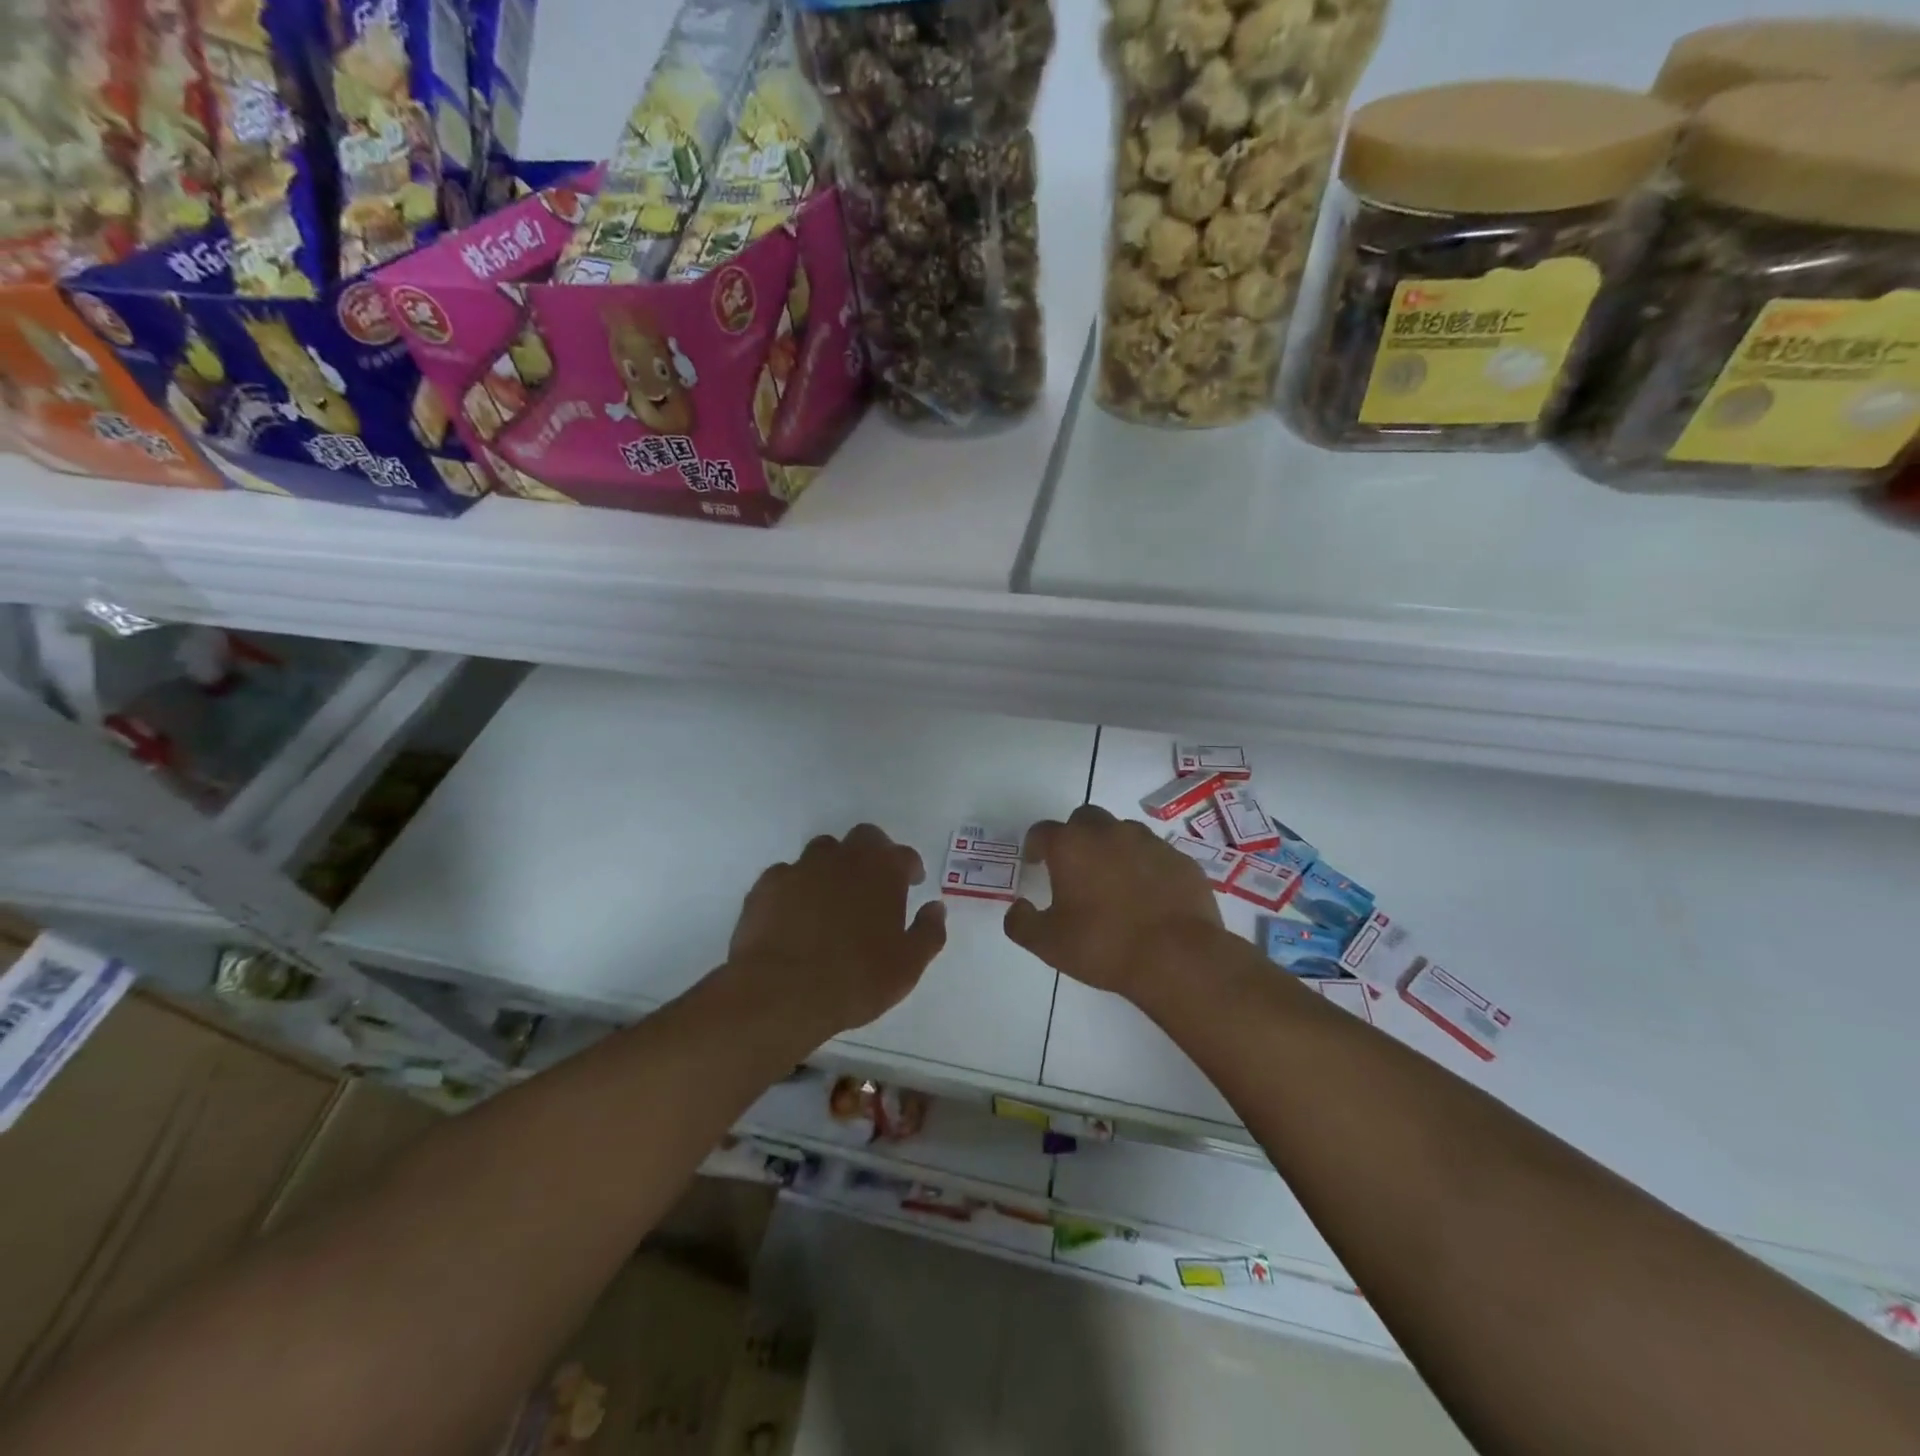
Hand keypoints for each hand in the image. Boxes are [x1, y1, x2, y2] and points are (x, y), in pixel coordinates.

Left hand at [727, 823, 946, 1041]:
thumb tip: (936, 908)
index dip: (910, 868)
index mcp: (883, 871)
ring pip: (822, 851)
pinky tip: (795, 912)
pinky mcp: (767, 885)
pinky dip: (796, 887)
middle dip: (873, 853)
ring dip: (833, 866)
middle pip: (864, 837)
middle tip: (874, 883)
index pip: (905, 855)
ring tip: (833, 896)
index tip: (911, 883)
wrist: (782, 993)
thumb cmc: (856, 979)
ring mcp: (802, 867)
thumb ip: (928, 932)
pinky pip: (787, 875)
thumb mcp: (908, 966)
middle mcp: (844, 858)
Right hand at [1003, 804, 1223, 1003]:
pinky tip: (1147, 895)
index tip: (1035, 863)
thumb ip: (1022, 923)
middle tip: (1074, 867)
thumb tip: (1017, 908)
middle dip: (1075, 836)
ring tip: (1113, 882)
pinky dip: (1145, 866)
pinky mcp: (1180, 859)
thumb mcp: (1048, 944)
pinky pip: (1155, 854)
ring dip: (1112, 848)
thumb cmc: (1104, 946)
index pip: (1042, 831)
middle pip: (1084, 819)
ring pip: (1122, 832)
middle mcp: (1109, 832)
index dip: (1035, 846)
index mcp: (1071, 846)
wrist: (1178, 957)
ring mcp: (1149, 842)